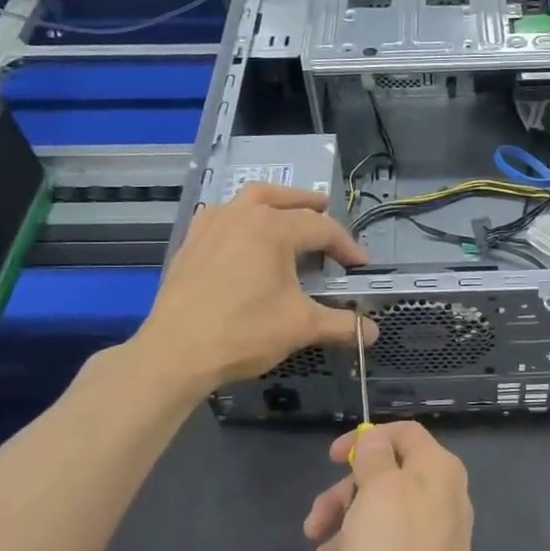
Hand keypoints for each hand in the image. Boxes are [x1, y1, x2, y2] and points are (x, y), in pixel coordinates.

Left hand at [137, 183, 375, 390]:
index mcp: (273, 228)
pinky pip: (221, 216)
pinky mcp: (191, 243)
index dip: (347, 246)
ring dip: (272, 202)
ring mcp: (211, 226)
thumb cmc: (244, 332)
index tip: (361, 265)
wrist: (175, 352)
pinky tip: (242, 237)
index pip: (322, 228)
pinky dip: (240, 217)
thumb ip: (341, 325)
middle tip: (326, 209)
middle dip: (308, 204)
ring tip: (285, 213)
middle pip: (282, 198)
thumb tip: (373, 334)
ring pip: (248, 199)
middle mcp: (242, 215)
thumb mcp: (301, 327)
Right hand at [304, 422, 486, 550]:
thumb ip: (375, 460)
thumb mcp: (378, 492)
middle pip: (377, 487)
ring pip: (366, 534)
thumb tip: (377, 443)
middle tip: (314, 527)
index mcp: (437, 474)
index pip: (403, 435)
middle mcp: (437, 506)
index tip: (332, 459)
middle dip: (339, 507)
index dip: (367, 439)